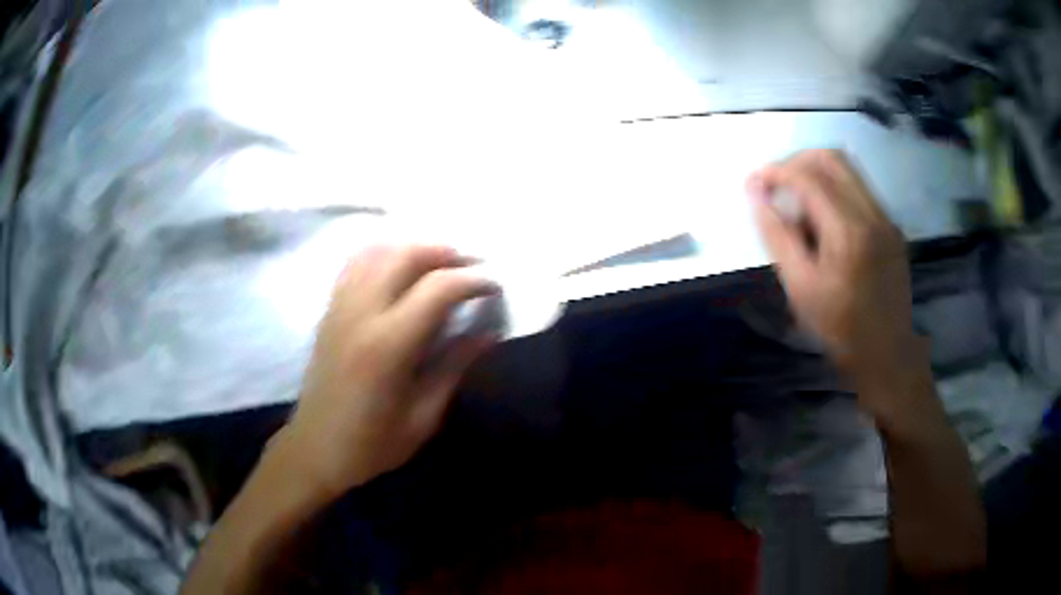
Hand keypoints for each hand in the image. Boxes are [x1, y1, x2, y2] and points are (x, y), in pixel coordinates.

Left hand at [279, 245, 497, 498]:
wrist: (315, 450)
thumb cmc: (372, 444)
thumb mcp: (423, 416)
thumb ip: (454, 366)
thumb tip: (488, 332)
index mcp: (388, 345)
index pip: (437, 288)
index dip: (473, 280)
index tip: (494, 286)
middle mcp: (361, 314)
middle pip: (404, 255)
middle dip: (444, 252)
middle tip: (470, 267)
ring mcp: (339, 308)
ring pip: (376, 251)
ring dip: (413, 248)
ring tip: (439, 264)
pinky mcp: (328, 312)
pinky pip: (354, 264)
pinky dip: (383, 255)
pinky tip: (399, 270)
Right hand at [747, 150, 929, 412]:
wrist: (888, 354)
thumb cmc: (841, 329)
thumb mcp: (800, 288)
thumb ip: (777, 236)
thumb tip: (755, 194)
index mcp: (849, 231)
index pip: (808, 176)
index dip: (776, 171)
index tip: (754, 182)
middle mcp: (873, 213)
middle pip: (831, 158)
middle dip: (796, 162)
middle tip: (774, 183)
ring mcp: (886, 218)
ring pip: (848, 169)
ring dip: (816, 172)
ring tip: (796, 200)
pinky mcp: (892, 226)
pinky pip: (859, 189)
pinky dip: (834, 189)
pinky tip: (822, 219)